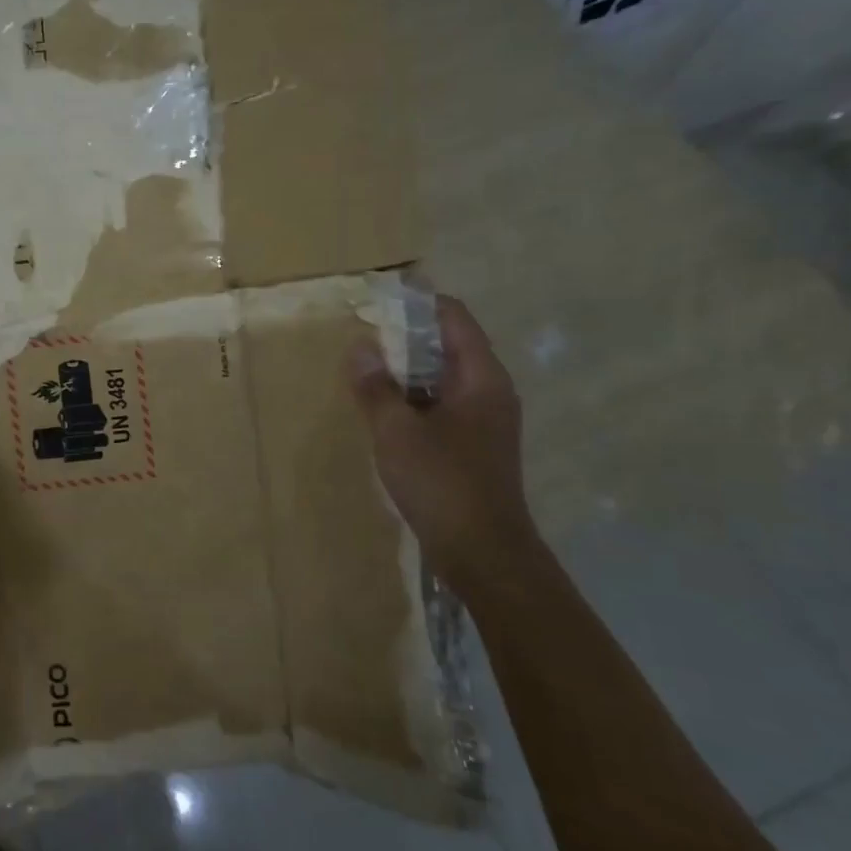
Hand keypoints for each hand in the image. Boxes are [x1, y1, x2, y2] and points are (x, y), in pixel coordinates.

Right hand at [347, 296, 538, 575]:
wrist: (484, 552)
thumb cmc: (442, 483)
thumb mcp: (396, 431)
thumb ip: (375, 387)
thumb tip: (359, 346)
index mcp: (481, 378)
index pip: (454, 318)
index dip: (419, 302)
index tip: (379, 299)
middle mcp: (490, 391)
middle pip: (450, 345)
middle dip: (406, 336)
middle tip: (363, 334)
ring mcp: (486, 420)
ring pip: (444, 377)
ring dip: (408, 369)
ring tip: (366, 368)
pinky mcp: (475, 445)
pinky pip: (442, 404)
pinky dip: (415, 396)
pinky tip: (385, 409)